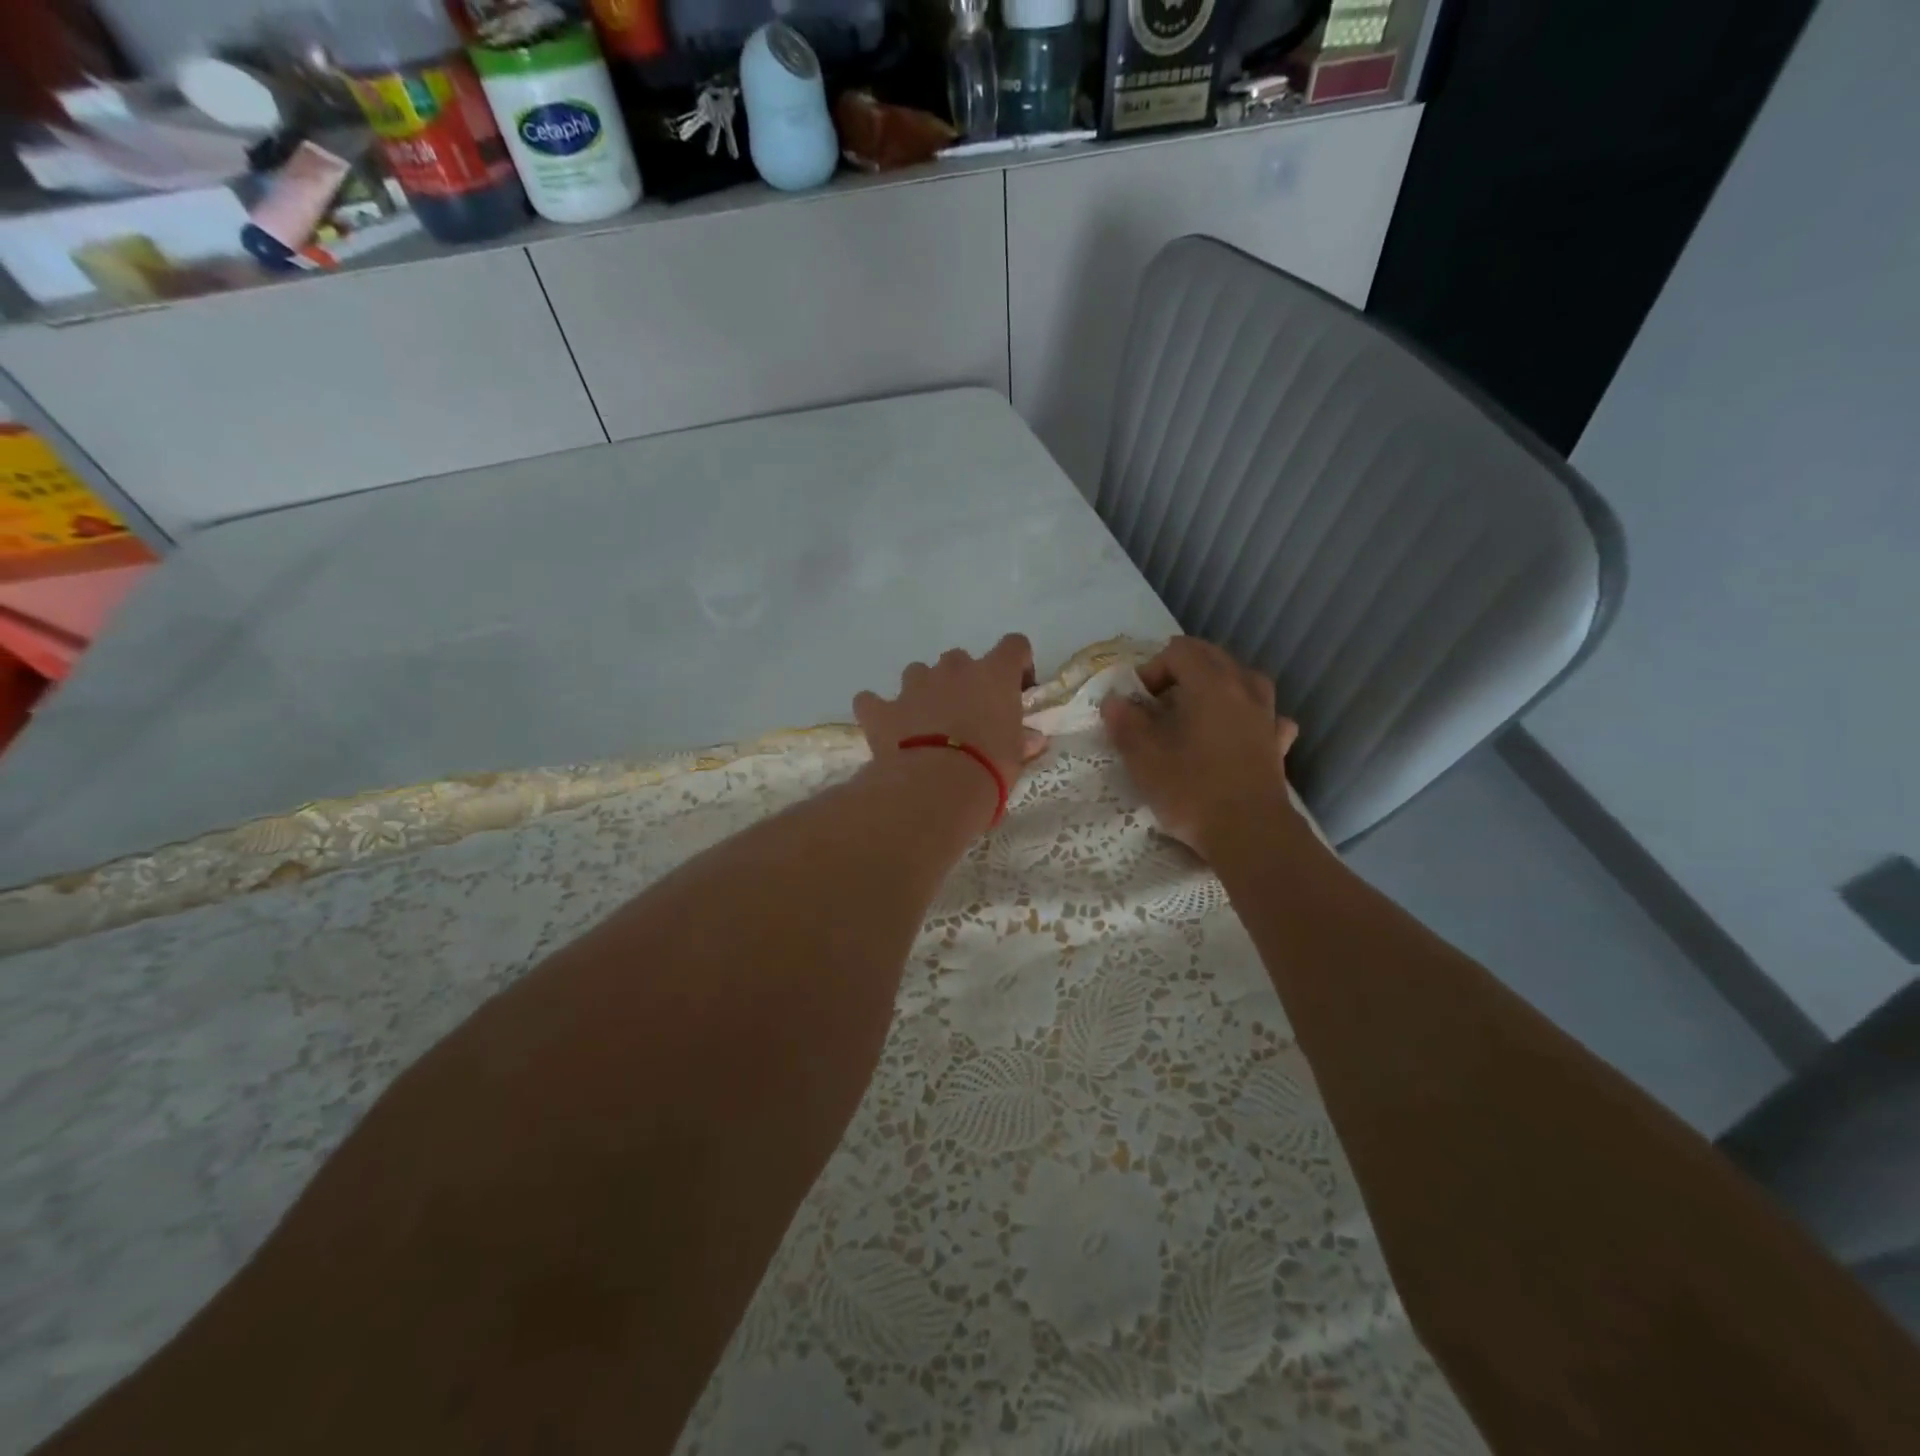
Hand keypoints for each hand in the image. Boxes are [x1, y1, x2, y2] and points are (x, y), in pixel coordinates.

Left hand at [853, 634, 1047, 822]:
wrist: (936, 787)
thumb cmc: (989, 769)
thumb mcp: (1016, 758)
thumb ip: (1022, 741)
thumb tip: (1032, 740)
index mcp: (994, 675)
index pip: (1014, 645)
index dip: (1016, 664)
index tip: (1017, 690)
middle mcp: (954, 669)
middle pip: (960, 660)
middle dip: (964, 682)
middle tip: (968, 716)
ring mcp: (914, 685)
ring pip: (918, 673)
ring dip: (924, 692)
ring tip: (927, 725)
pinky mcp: (882, 708)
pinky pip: (873, 701)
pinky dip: (879, 711)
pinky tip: (886, 730)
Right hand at [1099, 637, 1303, 859]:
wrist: (1249, 834)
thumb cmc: (1192, 790)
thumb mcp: (1143, 758)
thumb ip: (1125, 723)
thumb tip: (1114, 702)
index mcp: (1210, 684)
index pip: (1179, 651)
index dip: (1152, 669)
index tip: (1138, 703)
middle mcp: (1243, 689)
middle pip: (1212, 657)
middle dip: (1181, 671)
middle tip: (1158, 705)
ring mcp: (1267, 715)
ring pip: (1243, 679)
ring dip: (1217, 686)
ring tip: (1196, 711)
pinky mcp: (1277, 744)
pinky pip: (1265, 715)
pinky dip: (1248, 715)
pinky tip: (1238, 732)